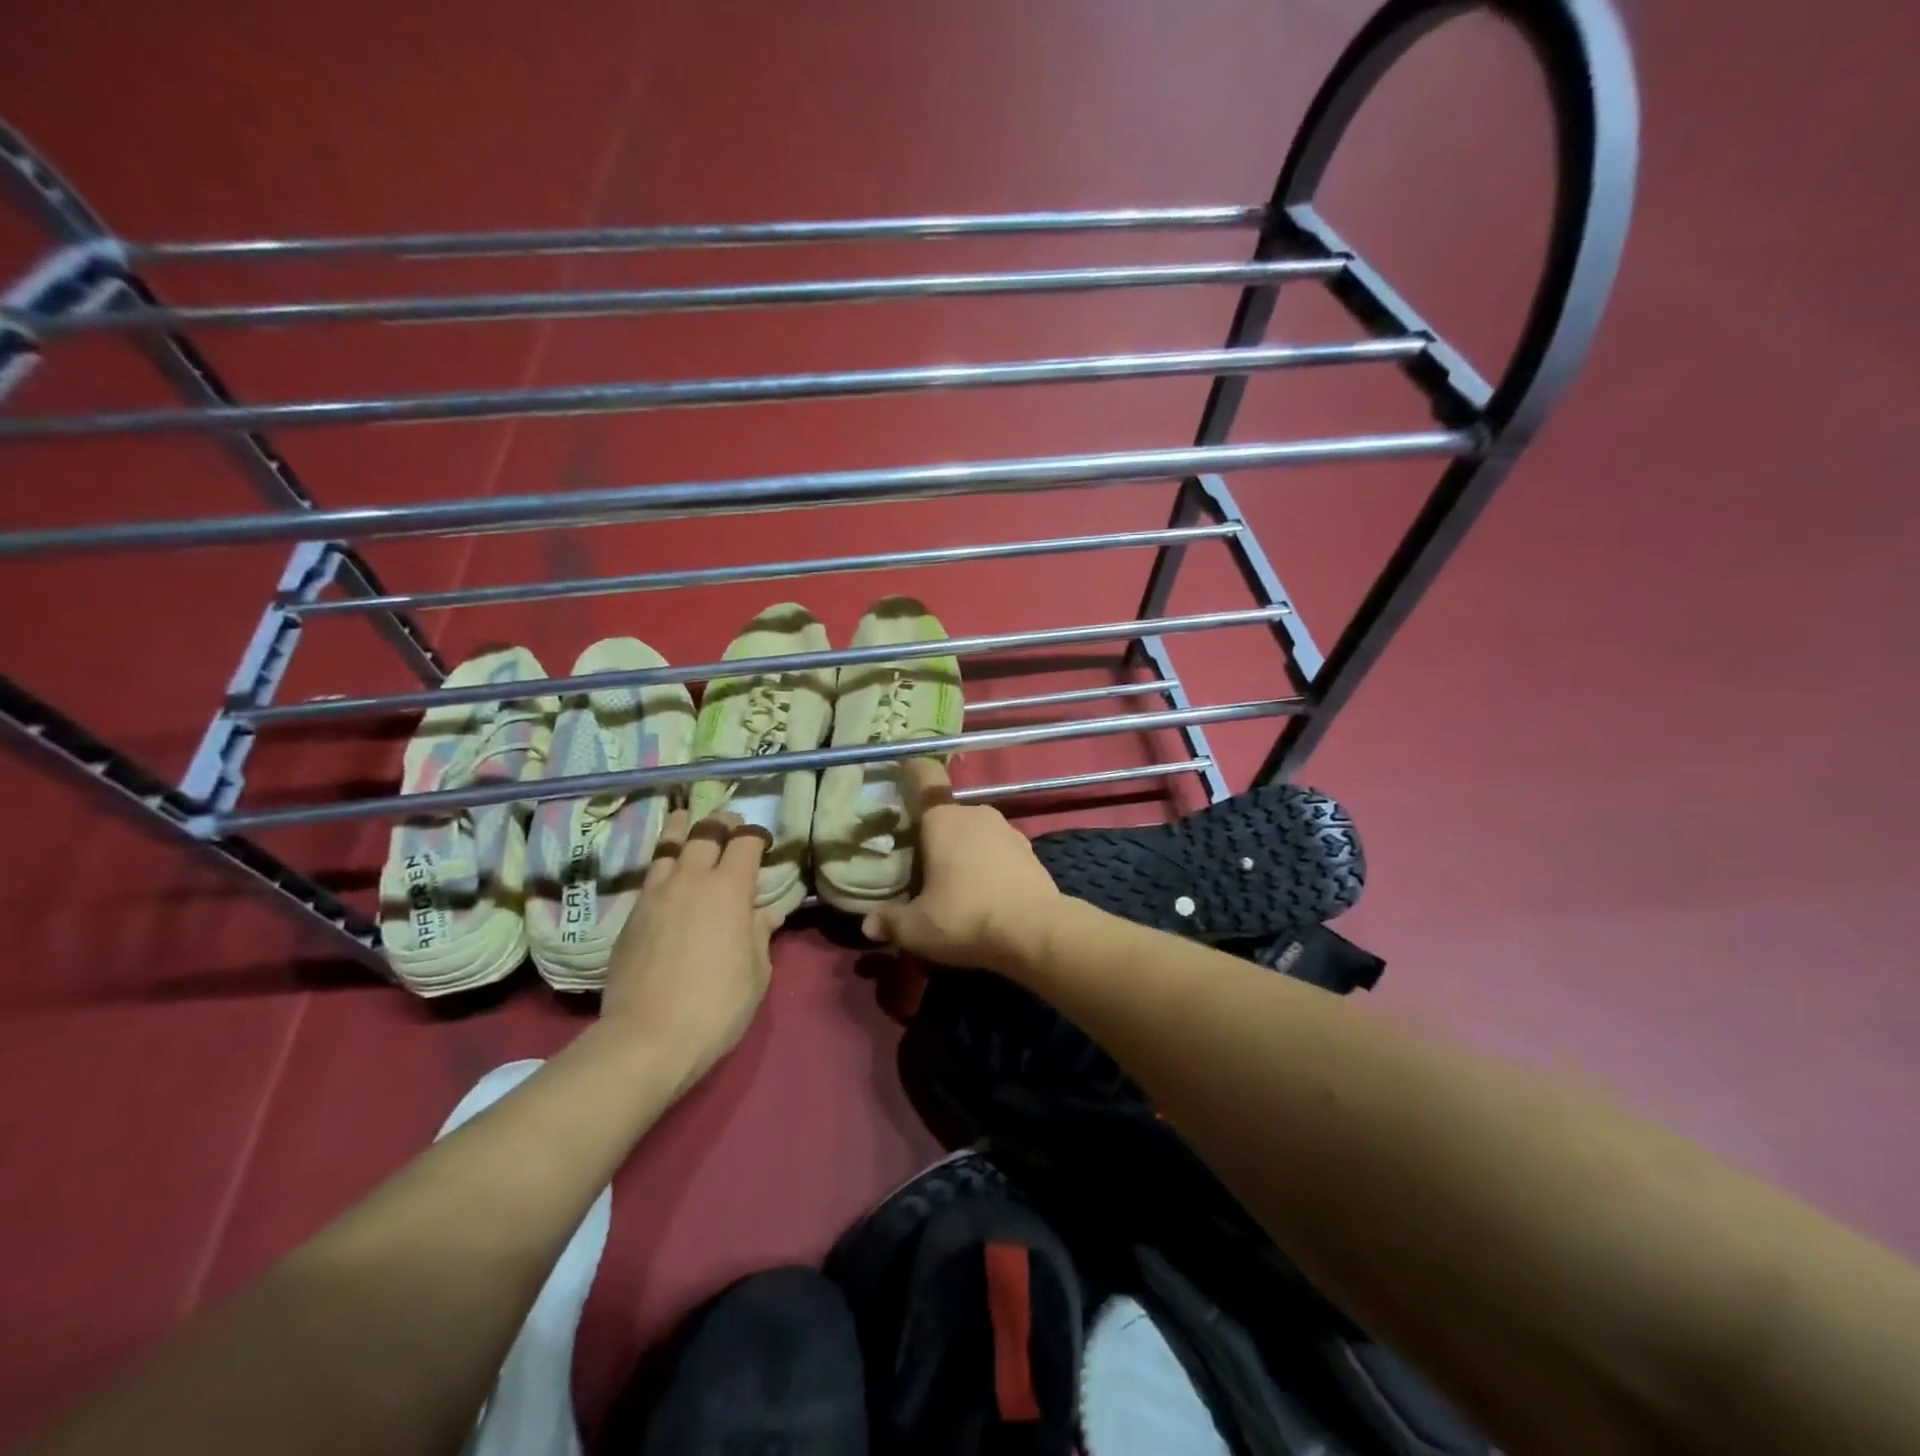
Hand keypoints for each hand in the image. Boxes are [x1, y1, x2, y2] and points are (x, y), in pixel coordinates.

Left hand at [602, 809, 775, 1088]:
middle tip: (728, 821)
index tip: (762, 840)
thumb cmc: (717, 1004)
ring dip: (681, 830)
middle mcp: (691, 880)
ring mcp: (656, 895)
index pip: (745, 842)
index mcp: (730, 889)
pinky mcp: (631, 916)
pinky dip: (663, 863)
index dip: (756, 835)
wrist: (648, 1037)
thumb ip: (760, 934)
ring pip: (668, 847)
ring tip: (685, 819)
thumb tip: (767, 913)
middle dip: (720, 822)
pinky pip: (651, 876)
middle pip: (705, 833)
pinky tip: (666, 870)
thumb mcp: (756, 971)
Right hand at [860, 759, 1064, 976]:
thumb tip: (869, 925)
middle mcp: (976, 815)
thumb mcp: (917, 928)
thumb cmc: (967, 918)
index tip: (901, 771)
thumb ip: (890, 922)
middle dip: (934, 833)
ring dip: (963, 851)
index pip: (924, 777)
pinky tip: (983, 894)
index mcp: (944, 819)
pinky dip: (988, 865)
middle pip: (947, 814)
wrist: (1037, 933)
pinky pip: (998, 851)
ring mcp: (1008, 831)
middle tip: (919, 863)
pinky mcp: (1030, 853)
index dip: (912, 771)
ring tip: (952, 883)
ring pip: (975, 833)